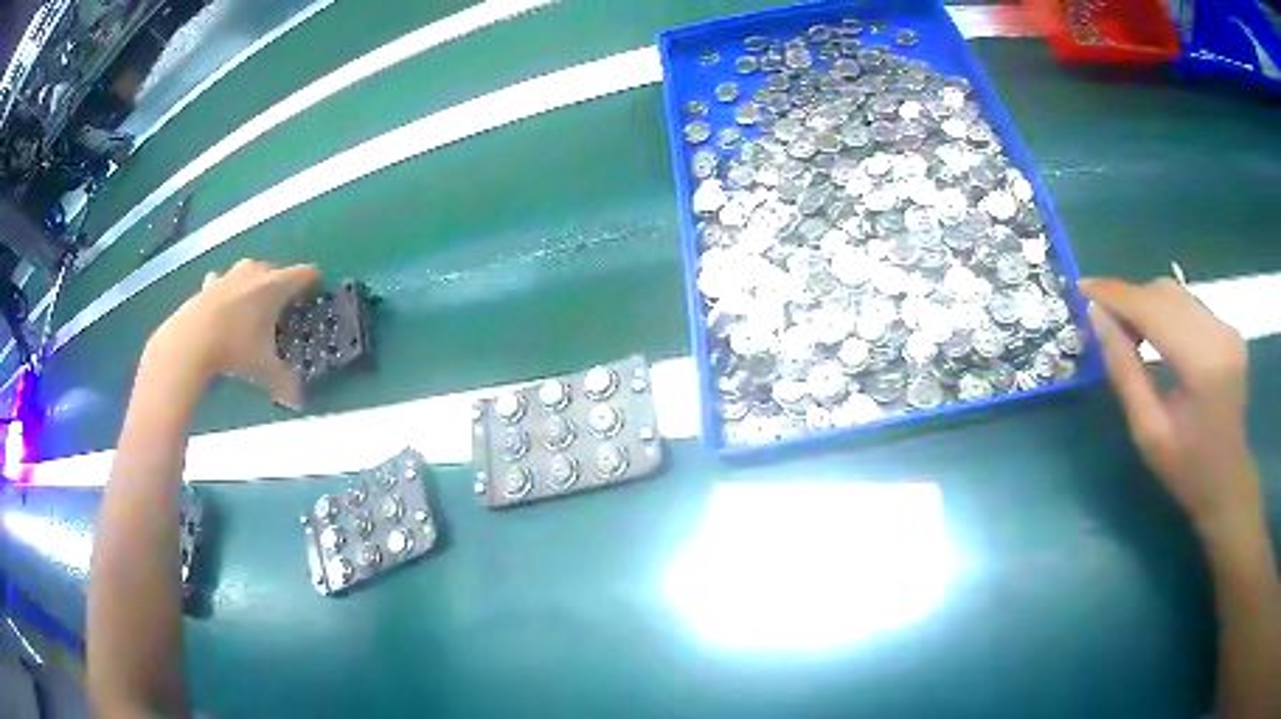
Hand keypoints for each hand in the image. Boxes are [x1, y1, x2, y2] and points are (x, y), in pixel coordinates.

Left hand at [144, 259, 319, 408]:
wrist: (190, 341)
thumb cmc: (235, 348)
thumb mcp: (264, 370)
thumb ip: (284, 383)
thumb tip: (298, 403)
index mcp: (276, 286)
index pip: (305, 274)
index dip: (313, 282)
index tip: (316, 295)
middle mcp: (256, 272)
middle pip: (277, 270)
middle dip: (282, 286)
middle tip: (283, 310)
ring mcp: (230, 275)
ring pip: (250, 271)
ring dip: (254, 284)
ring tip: (253, 306)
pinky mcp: (210, 284)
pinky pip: (224, 281)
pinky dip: (227, 291)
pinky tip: (223, 306)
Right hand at [1080, 277, 1259, 540]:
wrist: (1228, 483)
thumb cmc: (1187, 471)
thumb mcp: (1148, 432)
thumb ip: (1125, 372)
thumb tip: (1097, 317)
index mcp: (1202, 364)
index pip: (1154, 309)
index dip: (1116, 295)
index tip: (1082, 287)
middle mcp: (1219, 333)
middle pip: (1166, 293)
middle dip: (1130, 299)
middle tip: (1103, 320)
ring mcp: (1227, 328)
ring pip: (1177, 294)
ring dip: (1147, 304)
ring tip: (1128, 331)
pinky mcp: (1229, 329)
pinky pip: (1189, 305)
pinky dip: (1165, 312)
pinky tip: (1156, 335)